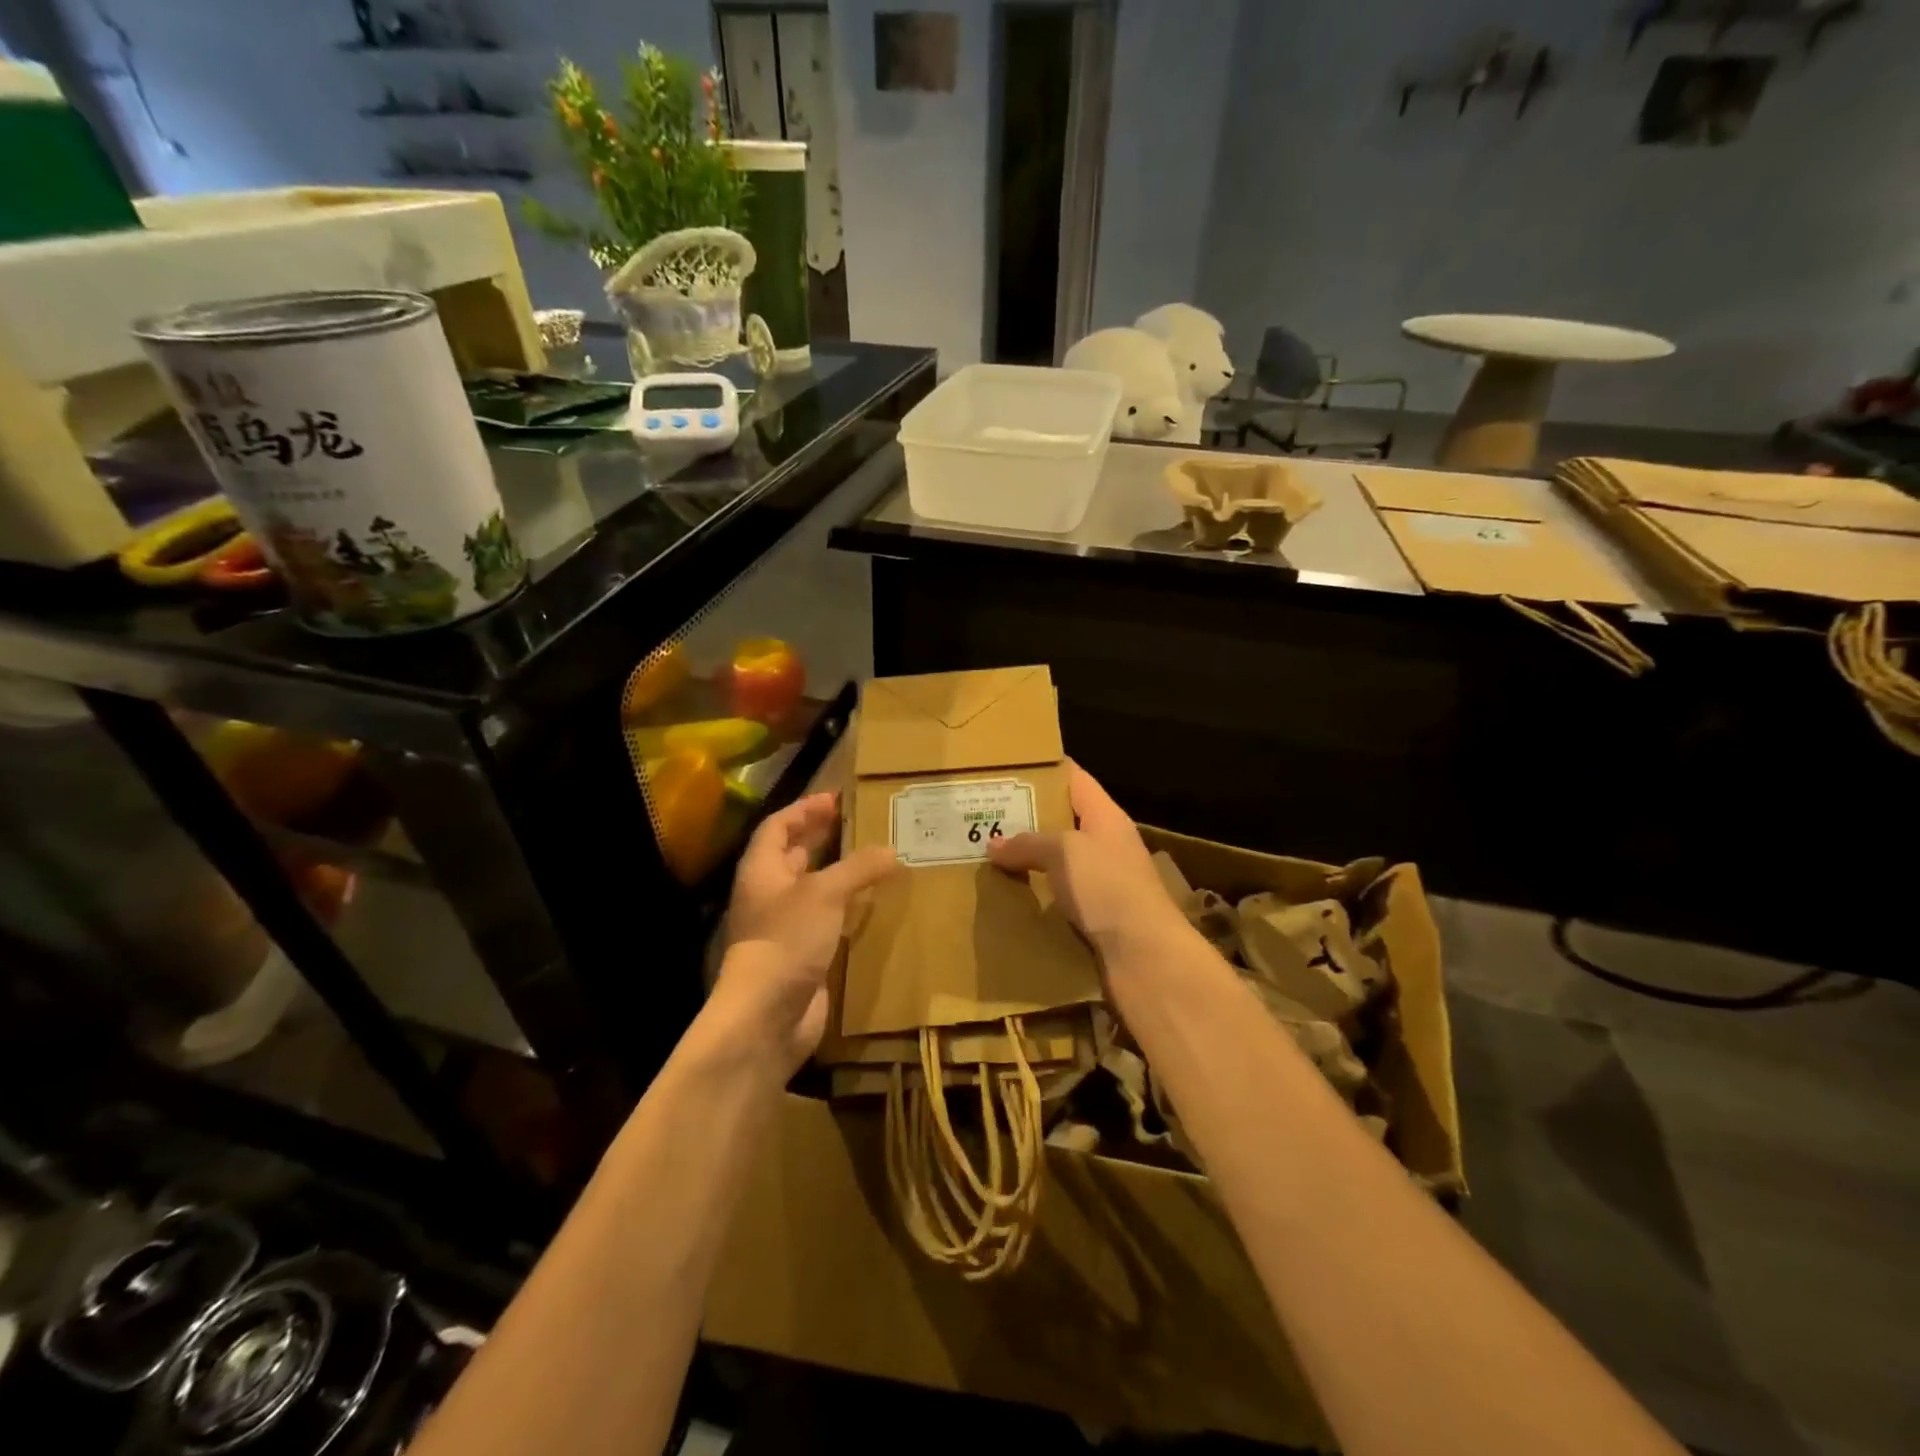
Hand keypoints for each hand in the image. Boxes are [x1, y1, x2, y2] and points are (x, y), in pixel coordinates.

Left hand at [721, 792, 898, 1067]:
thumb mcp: (824, 893)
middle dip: (821, 837)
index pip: (778, 826)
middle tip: (857, 823)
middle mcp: (769, 894)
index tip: (835, 799)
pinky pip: (826, 920)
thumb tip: (891, 852)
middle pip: (793, 855)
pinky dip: (847, 908)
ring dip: (838, 873)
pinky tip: (873, 903)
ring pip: (812, 889)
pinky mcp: (803, 954)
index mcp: (762, 870)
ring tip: (874, 858)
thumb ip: (858, 868)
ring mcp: (784, 926)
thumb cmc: (787, 940)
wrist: (767, 1016)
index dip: (804, 809)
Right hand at [987, 762, 1189, 960]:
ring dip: (1028, 861)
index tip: (1008, 768)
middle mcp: (1105, 844)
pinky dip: (1035, 895)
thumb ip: (1028, 842)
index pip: (1074, 778)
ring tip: (988, 856)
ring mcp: (1102, 881)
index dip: (1044, 769)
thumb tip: (994, 845)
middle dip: (1026, 819)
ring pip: (1058, 862)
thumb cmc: (1107, 887)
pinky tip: (1007, 897)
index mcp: (1105, 816)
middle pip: (1063, 821)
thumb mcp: (1064, 852)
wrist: (1144, 955)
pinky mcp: (1095, 915)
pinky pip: (1058, 896)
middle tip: (985, 816)